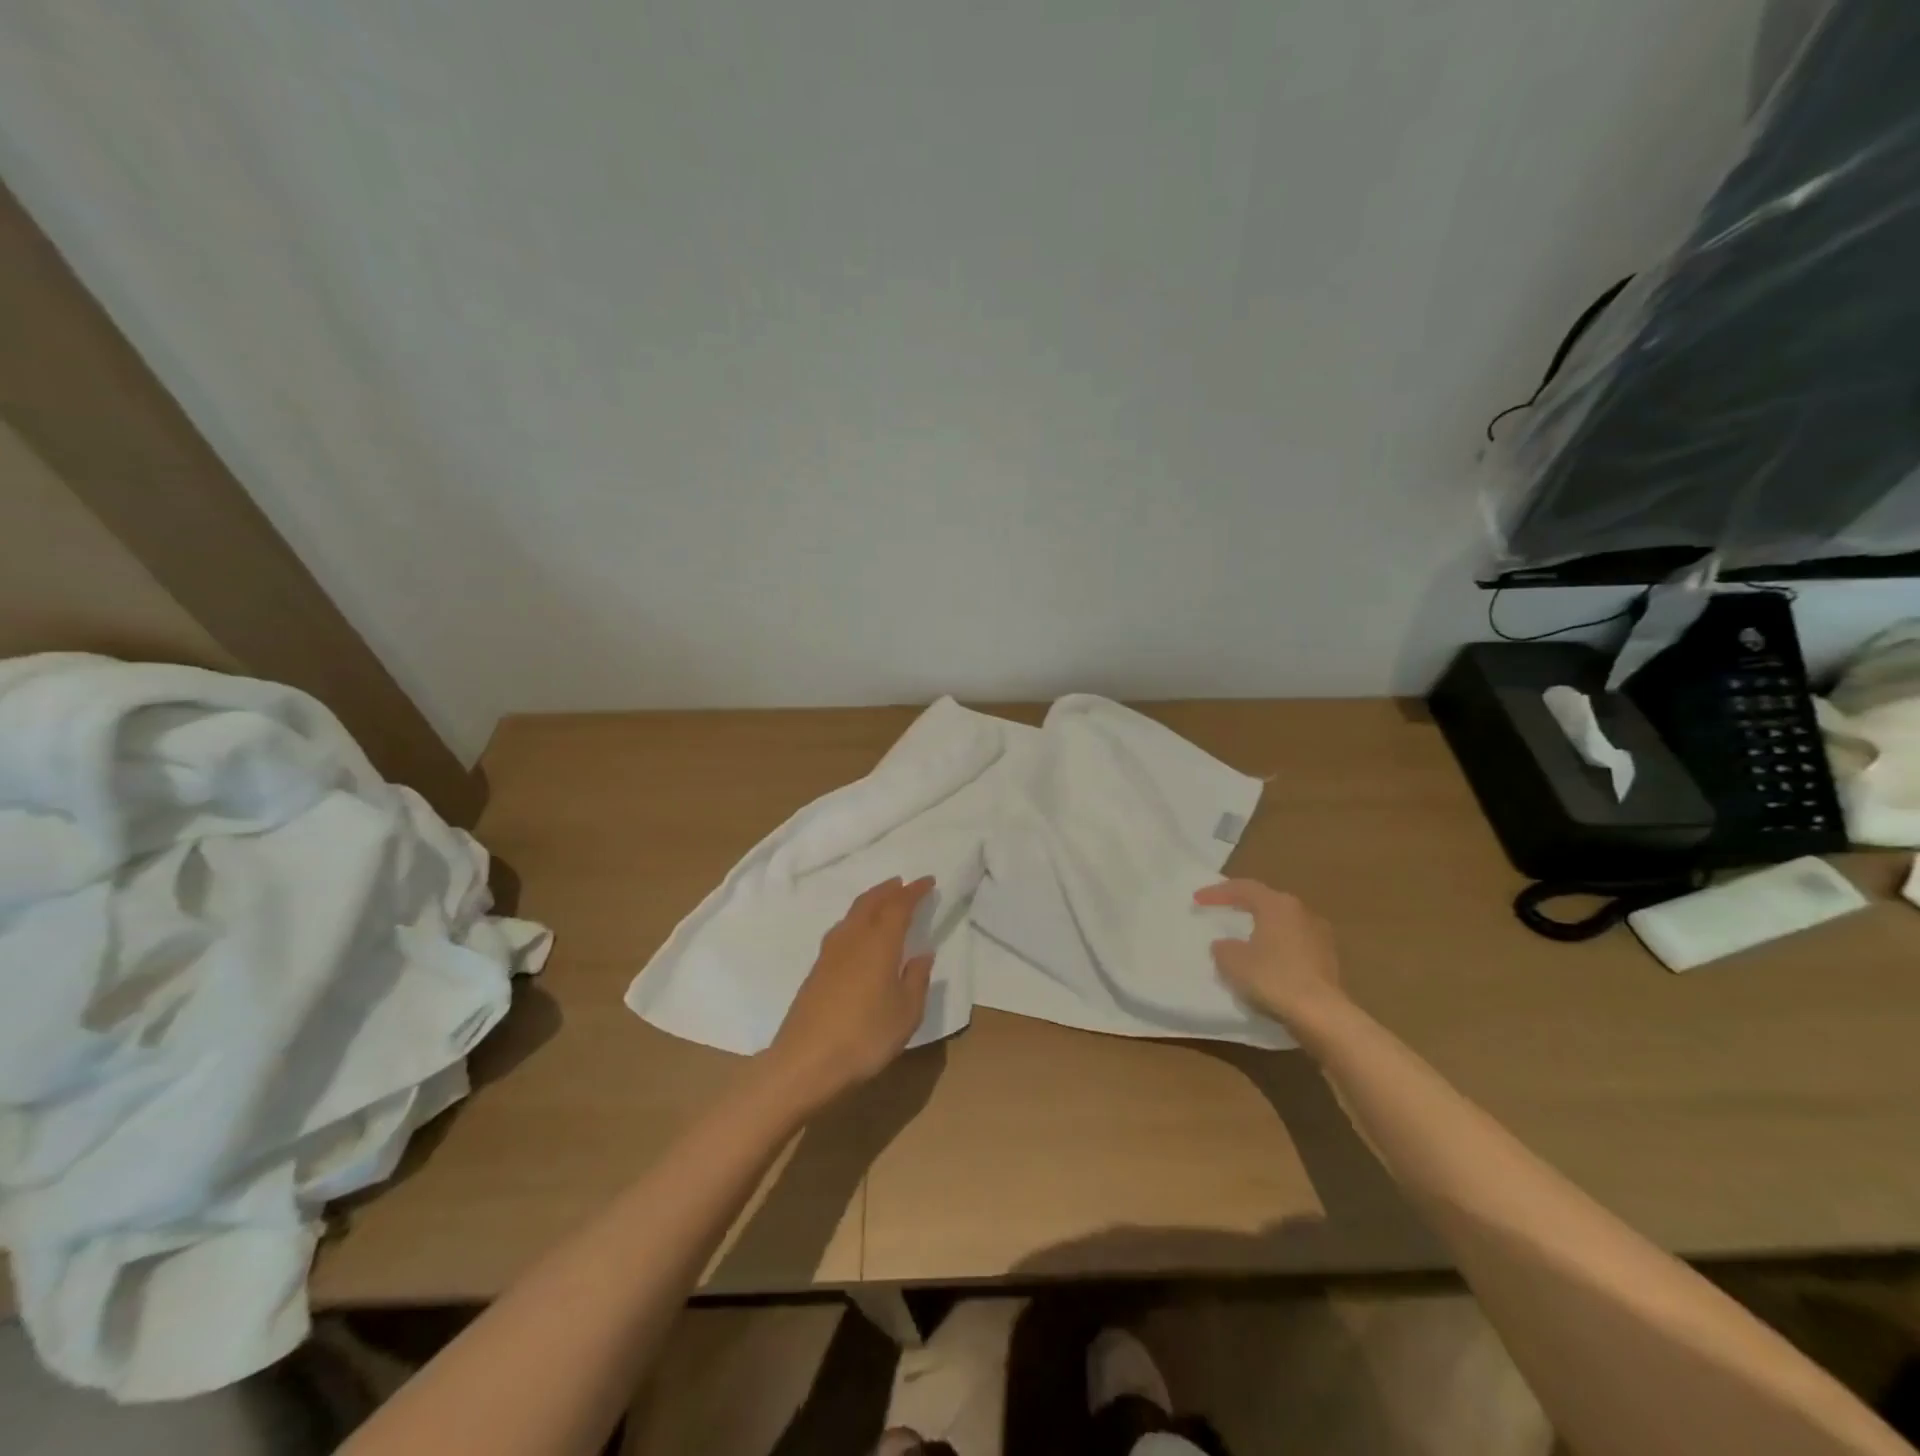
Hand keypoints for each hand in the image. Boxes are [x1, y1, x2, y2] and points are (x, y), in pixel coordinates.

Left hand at [763, 877, 935, 1108]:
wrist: (805, 1062)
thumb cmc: (865, 1036)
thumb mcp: (906, 1013)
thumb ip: (917, 979)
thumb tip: (922, 954)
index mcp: (880, 943)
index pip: (899, 905)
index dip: (915, 891)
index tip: (928, 881)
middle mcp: (853, 938)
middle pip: (871, 902)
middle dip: (889, 890)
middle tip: (904, 884)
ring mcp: (830, 953)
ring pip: (853, 913)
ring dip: (871, 901)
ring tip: (883, 901)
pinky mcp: (817, 969)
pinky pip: (842, 929)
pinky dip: (856, 919)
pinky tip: (859, 934)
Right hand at [1194, 878, 1345, 1030]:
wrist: (1322, 1014)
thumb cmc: (1273, 978)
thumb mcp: (1233, 962)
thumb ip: (1223, 948)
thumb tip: (1224, 944)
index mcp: (1277, 904)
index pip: (1243, 888)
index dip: (1217, 892)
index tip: (1197, 900)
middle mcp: (1301, 912)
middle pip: (1266, 901)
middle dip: (1243, 905)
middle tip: (1223, 910)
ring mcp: (1319, 935)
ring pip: (1283, 923)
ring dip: (1263, 927)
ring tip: (1245, 938)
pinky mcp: (1328, 959)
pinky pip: (1295, 944)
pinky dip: (1277, 947)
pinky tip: (1267, 962)